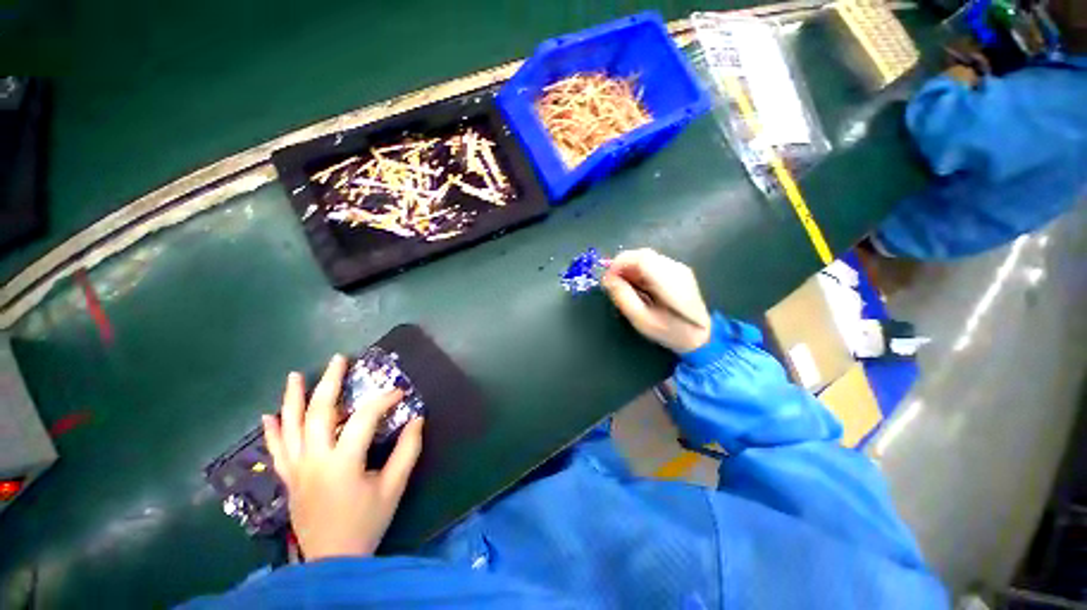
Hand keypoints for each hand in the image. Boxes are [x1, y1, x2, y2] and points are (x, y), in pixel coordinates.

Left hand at [262, 354, 423, 560]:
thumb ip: (407, 451)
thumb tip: (417, 419)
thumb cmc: (366, 523)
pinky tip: (268, 415)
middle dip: (329, 382)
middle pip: (318, 413)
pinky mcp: (288, 480)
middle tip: (339, 359)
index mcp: (342, 462)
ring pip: (290, 427)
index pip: (363, 419)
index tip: (400, 392)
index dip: (383, 401)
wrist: (331, 561)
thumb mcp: (394, 488)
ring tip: (295, 375)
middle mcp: (314, 460)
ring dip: (293, 399)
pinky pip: (275, 451)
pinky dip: (272, 432)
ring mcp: (296, 470)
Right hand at [602, 249, 711, 353]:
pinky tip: (636, 286)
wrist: (702, 336)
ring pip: (646, 258)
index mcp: (669, 281)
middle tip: (611, 283)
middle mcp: (675, 268)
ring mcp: (679, 268)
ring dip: (630, 268)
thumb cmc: (670, 332)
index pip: (641, 258)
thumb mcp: (642, 320)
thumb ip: (624, 297)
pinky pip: (652, 264)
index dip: (619, 263)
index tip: (607, 279)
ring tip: (622, 287)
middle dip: (622, 265)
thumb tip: (607, 279)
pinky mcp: (678, 271)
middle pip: (643, 255)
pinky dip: (639, 271)